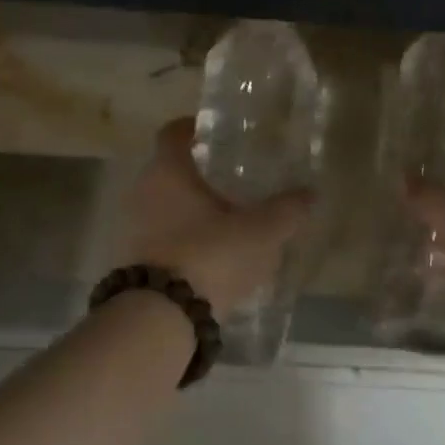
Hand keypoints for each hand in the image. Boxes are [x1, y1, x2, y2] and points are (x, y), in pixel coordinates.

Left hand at [117, 118, 312, 315]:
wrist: (161, 317)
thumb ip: (286, 210)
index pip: (174, 132)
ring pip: (167, 205)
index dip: (195, 127)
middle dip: (202, 173)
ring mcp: (134, 227)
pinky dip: (185, 237)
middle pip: (171, 170)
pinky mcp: (134, 259)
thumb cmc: (209, 255)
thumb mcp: (260, 232)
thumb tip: (310, 194)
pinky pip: (163, 236)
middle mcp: (144, 191)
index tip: (218, 132)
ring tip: (230, 218)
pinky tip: (213, 253)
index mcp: (168, 171)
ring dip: (193, 208)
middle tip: (235, 178)